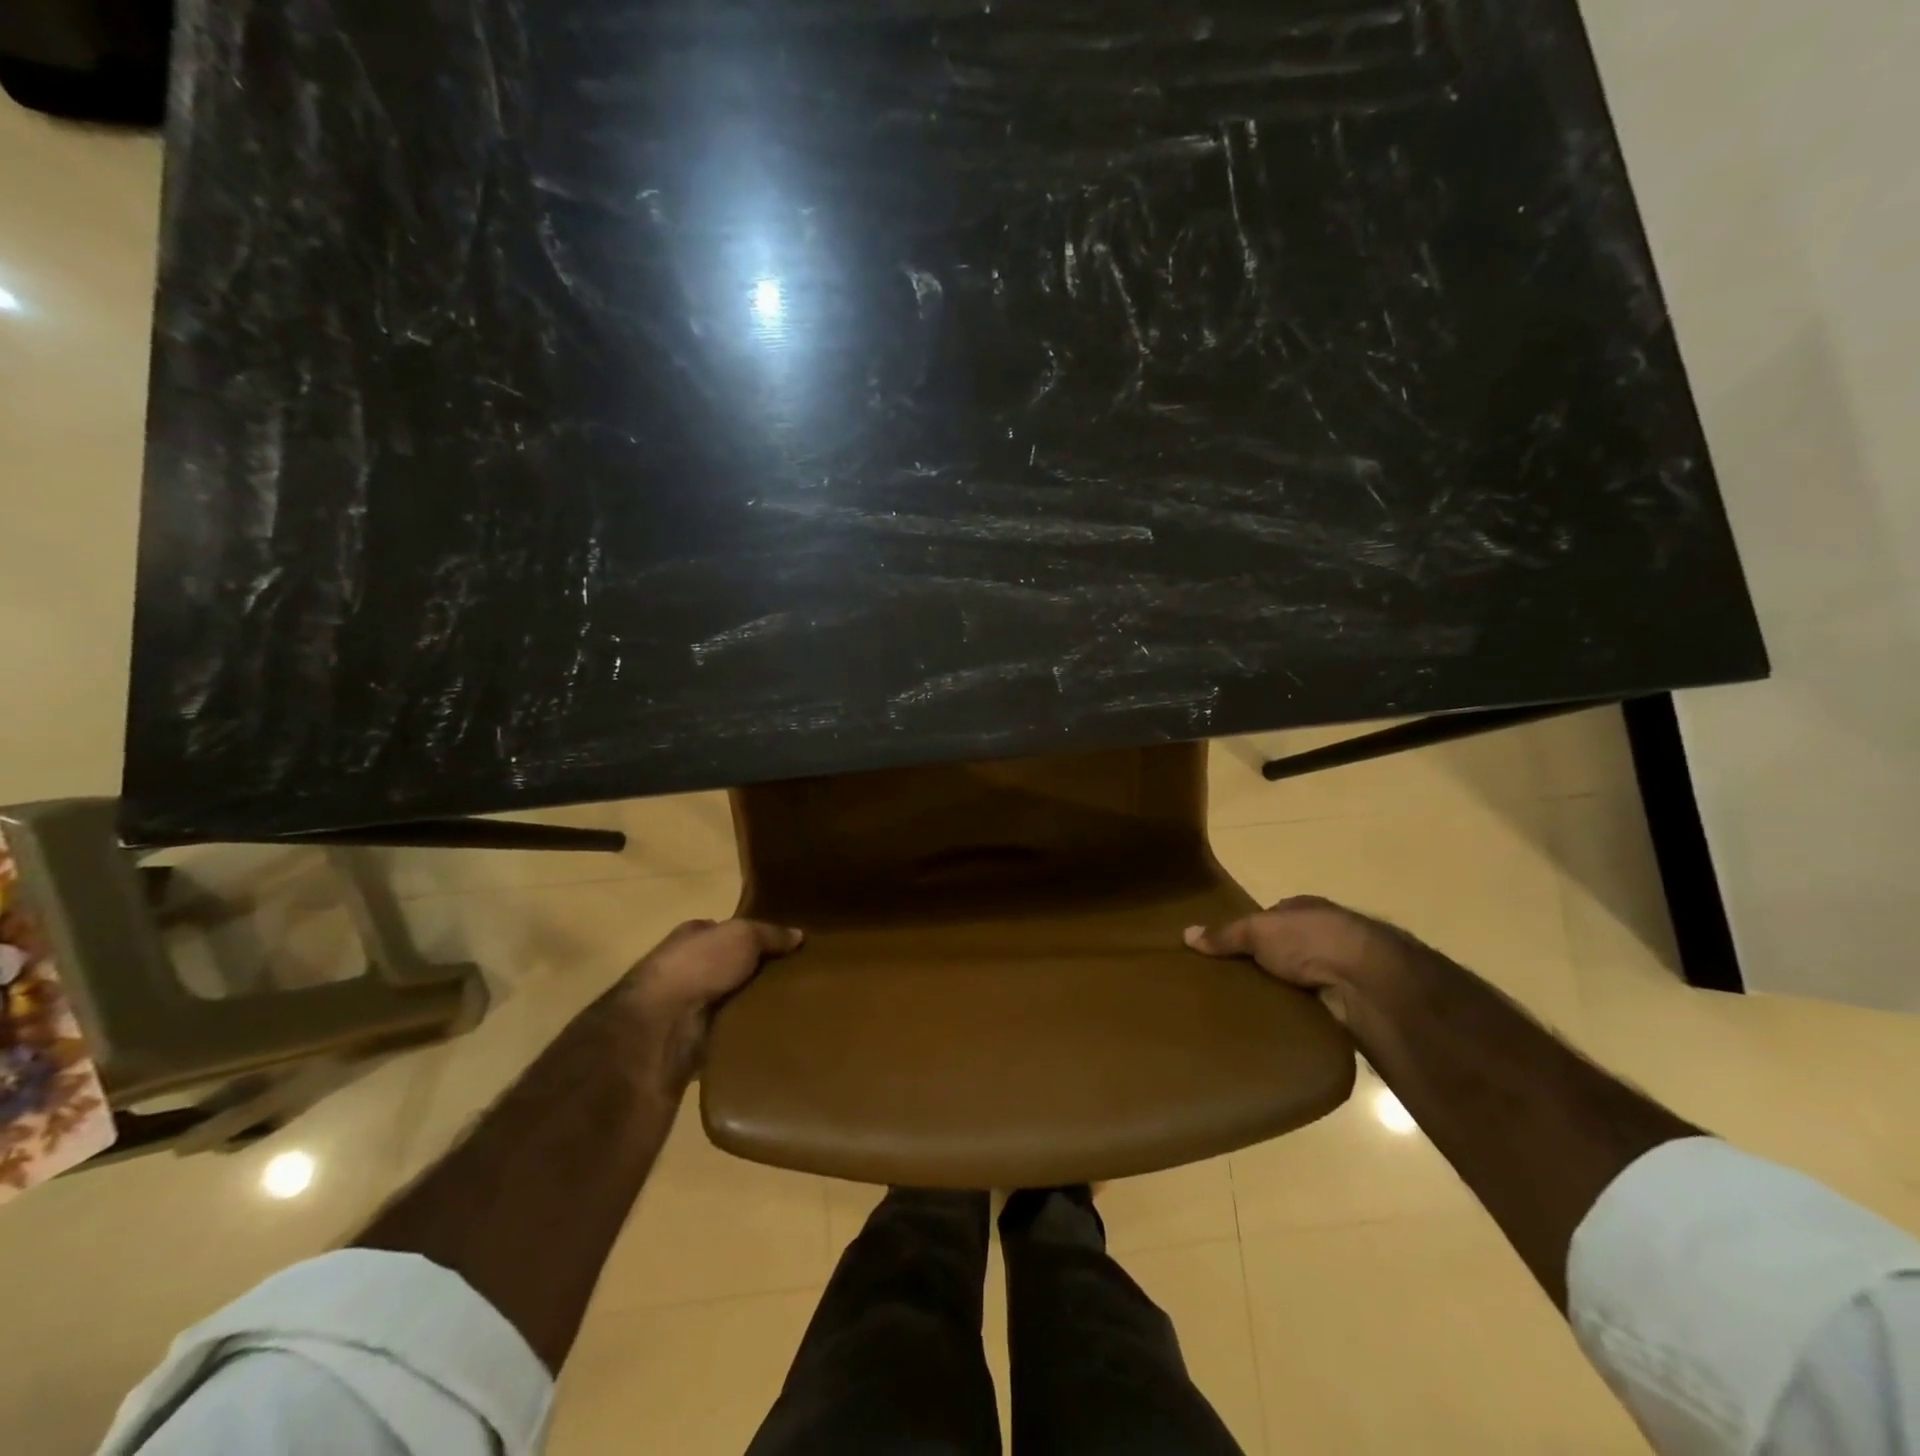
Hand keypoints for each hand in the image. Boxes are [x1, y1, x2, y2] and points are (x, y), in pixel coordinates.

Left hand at [619, 918, 803, 1093]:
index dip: (752, 935)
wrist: (660, 1028)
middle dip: (756, 972)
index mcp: (691, 937)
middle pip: (729, 967)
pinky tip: (772, 1034)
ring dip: (751, 1006)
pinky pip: (727, 1034)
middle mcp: (685, 969)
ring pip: (729, 1001)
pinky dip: (744, 1034)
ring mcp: (686, 1007)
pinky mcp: (691, 1042)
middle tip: (797, 979)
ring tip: (793, 1009)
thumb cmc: (698, 967)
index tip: (785, 946)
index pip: (724, 931)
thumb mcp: (742, 936)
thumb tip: (799, 935)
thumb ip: (770, 934)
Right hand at [1184, 895, 1402, 1022]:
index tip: (1227, 949)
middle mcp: (1326, 934)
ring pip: (1302, 978)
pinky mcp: (1349, 1001)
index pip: (1273, 916)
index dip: (1251, 929)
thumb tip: (1185, 934)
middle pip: (1287, 948)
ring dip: (1284, 991)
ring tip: (1248, 1007)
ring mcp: (1341, 968)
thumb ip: (1224, 934)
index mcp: (1306, 908)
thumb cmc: (1309, 940)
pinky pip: (1313, 1007)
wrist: (1367, 981)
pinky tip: (1277, 1024)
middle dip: (1266, 962)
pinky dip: (1299, 1013)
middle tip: (1232, 981)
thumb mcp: (1256, 930)